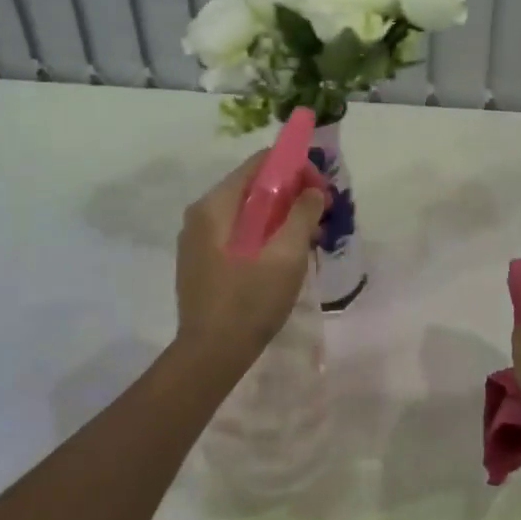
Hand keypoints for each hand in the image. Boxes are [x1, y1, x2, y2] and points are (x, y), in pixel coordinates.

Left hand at [175, 152, 327, 364]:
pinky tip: (286, 257)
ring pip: (248, 213)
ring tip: (311, 239)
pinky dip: (265, 235)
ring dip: (281, 218)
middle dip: (291, 195)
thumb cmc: (250, 300)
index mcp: (216, 205)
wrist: (210, 356)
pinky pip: (239, 234)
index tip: (321, 190)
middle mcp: (202, 215)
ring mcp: (199, 240)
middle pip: (254, 187)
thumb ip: (302, 214)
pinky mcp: (202, 262)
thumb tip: (313, 190)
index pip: (259, 164)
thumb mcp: (286, 254)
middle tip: (321, 216)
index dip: (294, 168)